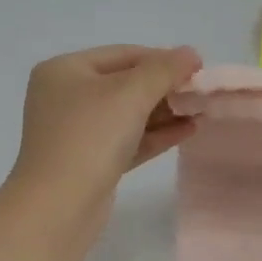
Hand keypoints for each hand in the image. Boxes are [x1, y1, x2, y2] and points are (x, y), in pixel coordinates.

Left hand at [0, 44, 201, 260]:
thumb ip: (164, 70)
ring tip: (202, 111)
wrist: (58, 207)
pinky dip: (156, 135)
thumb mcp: (130, 94)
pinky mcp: (89, 162)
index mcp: (65, 70)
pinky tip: (188, 131)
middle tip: (202, 93)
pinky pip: (128, 140)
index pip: (123, 54)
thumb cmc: (90, 137)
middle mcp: (66, 96)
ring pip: (128, 114)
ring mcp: (76, 132)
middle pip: (125, 83)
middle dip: (165, 88)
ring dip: (165, 112)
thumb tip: (191, 53)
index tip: (198, 68)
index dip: (162, 58)